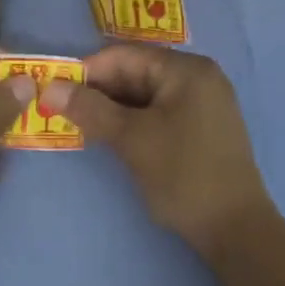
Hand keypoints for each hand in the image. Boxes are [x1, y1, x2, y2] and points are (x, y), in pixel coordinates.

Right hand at [41, 46, 276, 256]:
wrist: (235, 230)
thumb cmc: (183, 175)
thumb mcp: (131, 139)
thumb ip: (90, 109)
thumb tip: (49, 88)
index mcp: (186, 70)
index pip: (124, 55)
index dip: (86, 72)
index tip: (54, 93)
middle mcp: (197, 77)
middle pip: (134, 72)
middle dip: (97, 91)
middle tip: (61, 112)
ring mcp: (201, 103)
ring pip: (143, 94)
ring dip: (110, 108)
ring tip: (80, 126)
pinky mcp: (199, 127)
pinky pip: (156, 111)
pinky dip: (130, 120)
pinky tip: (108, 137)